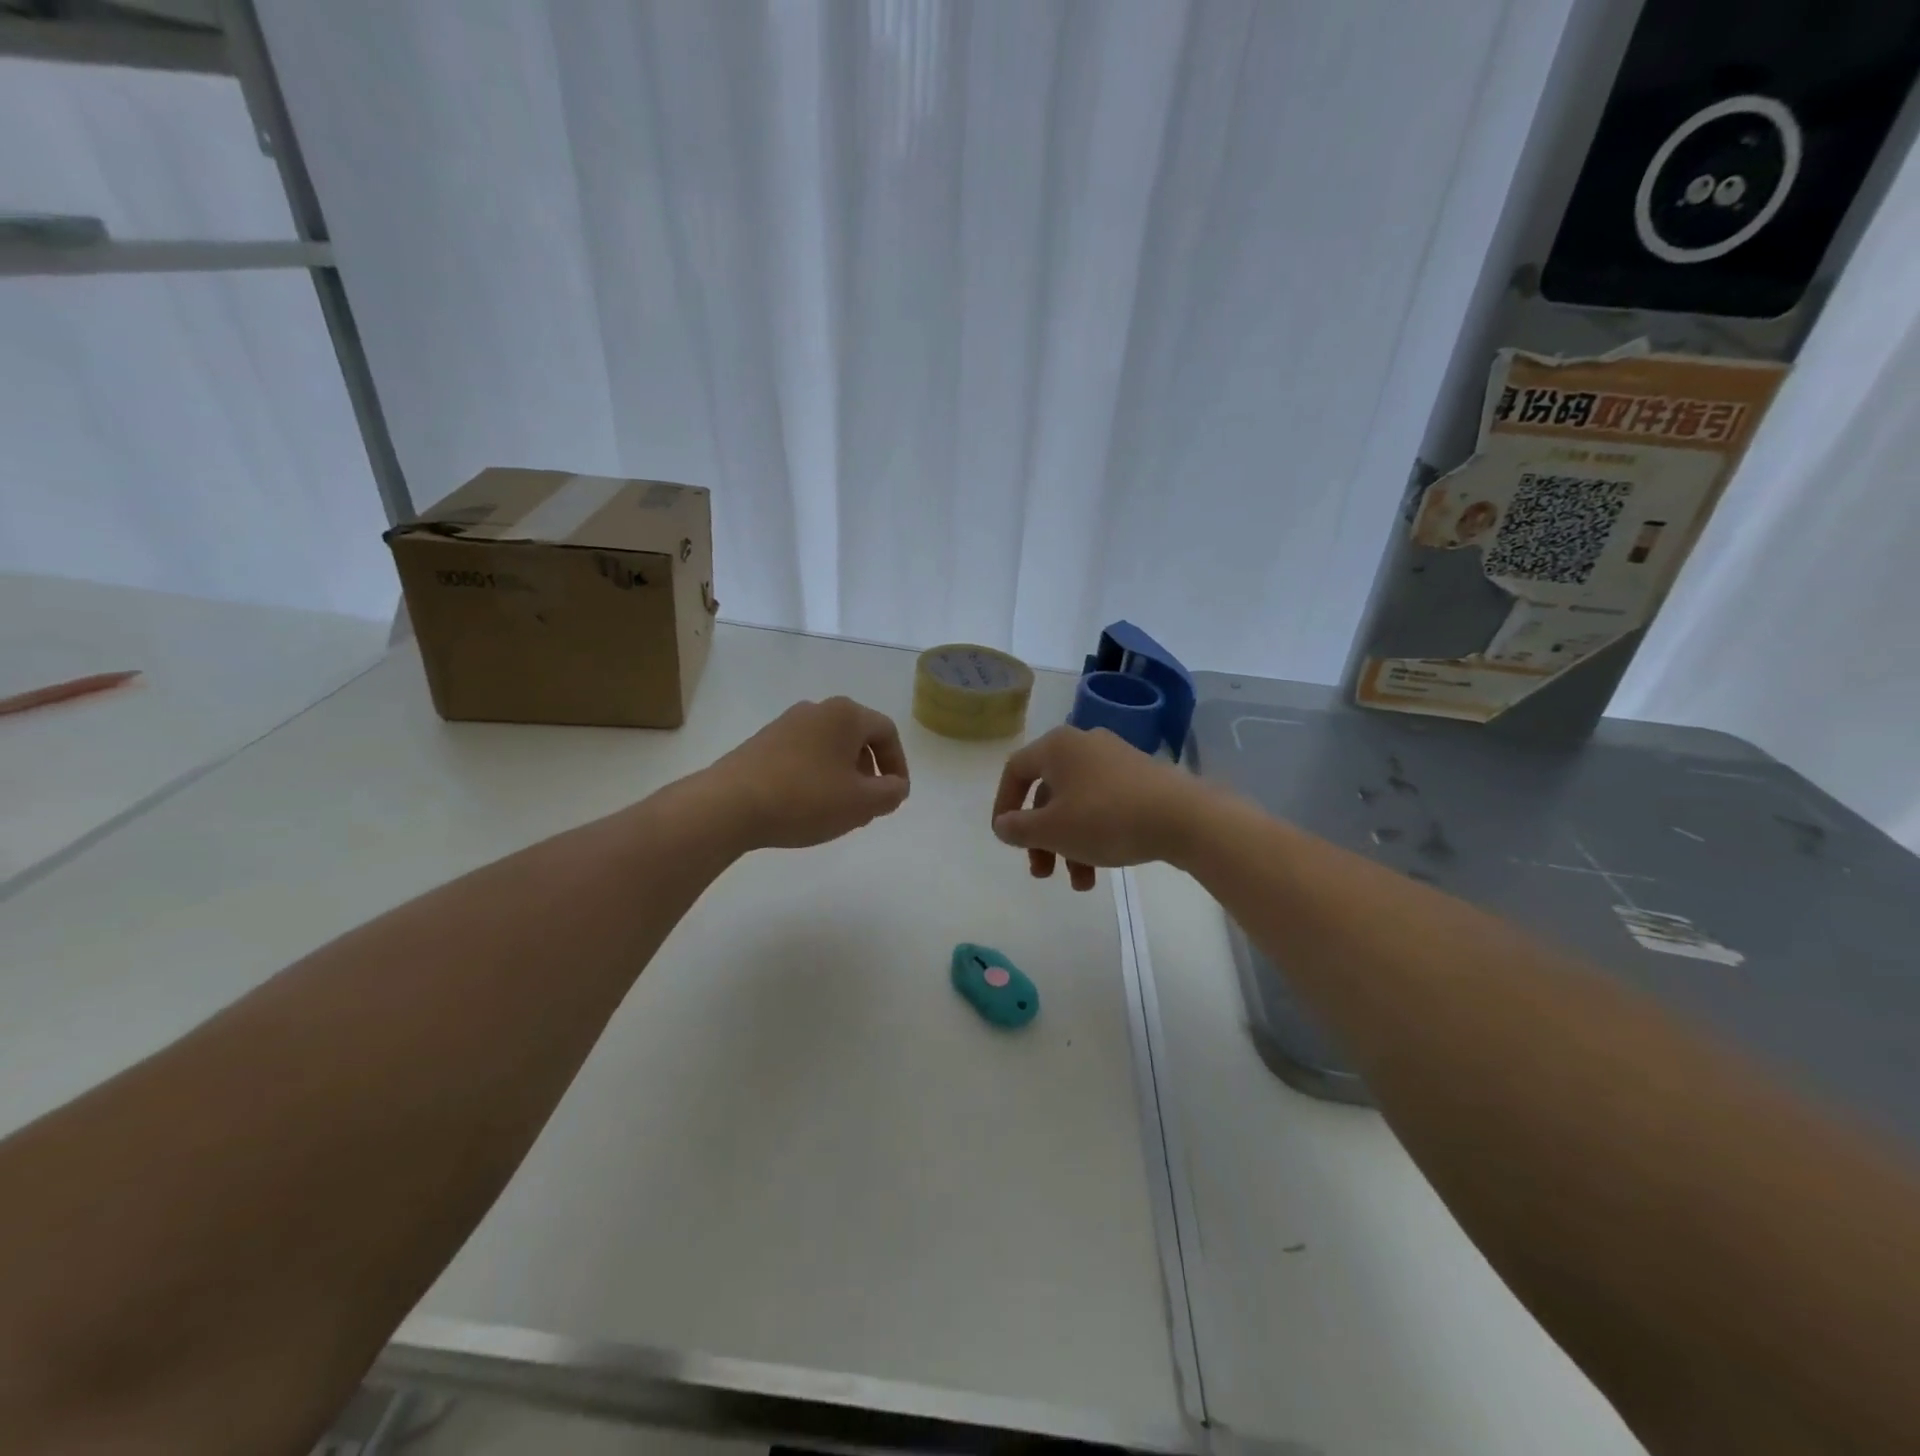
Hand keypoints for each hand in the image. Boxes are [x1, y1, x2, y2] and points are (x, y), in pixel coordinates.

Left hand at [704, 697, 910, 850]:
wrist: (729, 805)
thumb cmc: (805, 798)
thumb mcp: (861, 803)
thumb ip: (890, 793)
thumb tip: (895, 786)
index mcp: (845, 714)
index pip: (886, 732)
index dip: (898, 765)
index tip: (895, 796)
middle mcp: (816, 710)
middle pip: (856, 738)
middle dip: (869, 773)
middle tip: (869, 805)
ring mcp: (785, 724)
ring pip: (829, 748)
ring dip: (843, 777)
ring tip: (839, 811)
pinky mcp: (762, 743)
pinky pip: (803, 755)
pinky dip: (816, 777)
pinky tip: (807, 807)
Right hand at [990, 725, 1200, 890]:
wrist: (1184, 818)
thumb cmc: (1105, 818)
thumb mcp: (1052, 830)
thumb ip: (1018, 828)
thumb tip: (1002, 824)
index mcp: (1057, 746)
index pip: (1016, 770)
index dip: (1004, 805)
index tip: (1006, 837)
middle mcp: (1084, 744)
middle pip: (1048, 793)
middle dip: (1041, 838)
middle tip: (1042, 872)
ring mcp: (1115, 760)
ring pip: (1076, 804)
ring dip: (1069, 845)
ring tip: (1081, 884)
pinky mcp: (1141, 778)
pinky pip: (1103, 805)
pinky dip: (1094, 834)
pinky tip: (1102, 868)